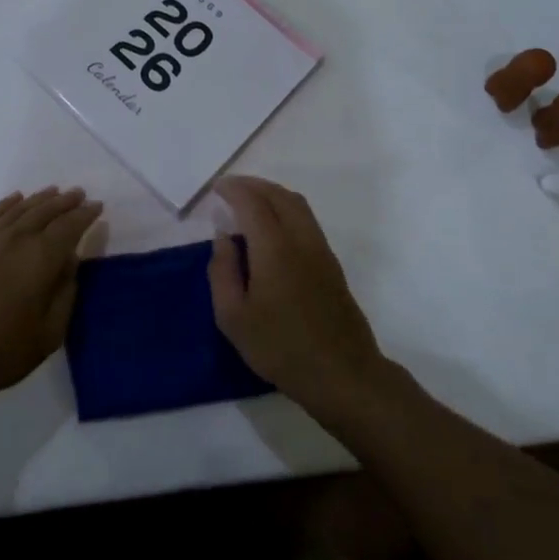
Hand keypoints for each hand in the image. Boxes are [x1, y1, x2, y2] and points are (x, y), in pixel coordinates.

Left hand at [0, 187, 103, 405]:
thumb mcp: (49, 333)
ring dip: (39, 199)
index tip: (97, 207)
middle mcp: (16, 238)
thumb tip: (70, 261)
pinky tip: (14, 200)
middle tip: (78, 194)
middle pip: (45, 210)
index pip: (70, 226)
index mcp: (41, 257)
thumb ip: (65, 292)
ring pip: (19, 209)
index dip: (85, 214)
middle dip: (65, 201)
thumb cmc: (1, 350)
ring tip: (53, 192)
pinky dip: (6, 204)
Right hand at [208, 176, 387, 419]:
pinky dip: (286, 208)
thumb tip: (223, 238)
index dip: (233, 190)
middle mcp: (300, 239)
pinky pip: (306, 220)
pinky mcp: (331, 263)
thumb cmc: (281, 348)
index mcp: (274, 248)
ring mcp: (321, 250)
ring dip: (272, 194)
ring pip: (297, 205)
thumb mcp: (233, 318)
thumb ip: (222, 271)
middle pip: (278, 195)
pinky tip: (273, 227)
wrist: (342, 373)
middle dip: (253, 185)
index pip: (252, 203)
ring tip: (250, 201)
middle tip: (230, 189)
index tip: (216, 188)